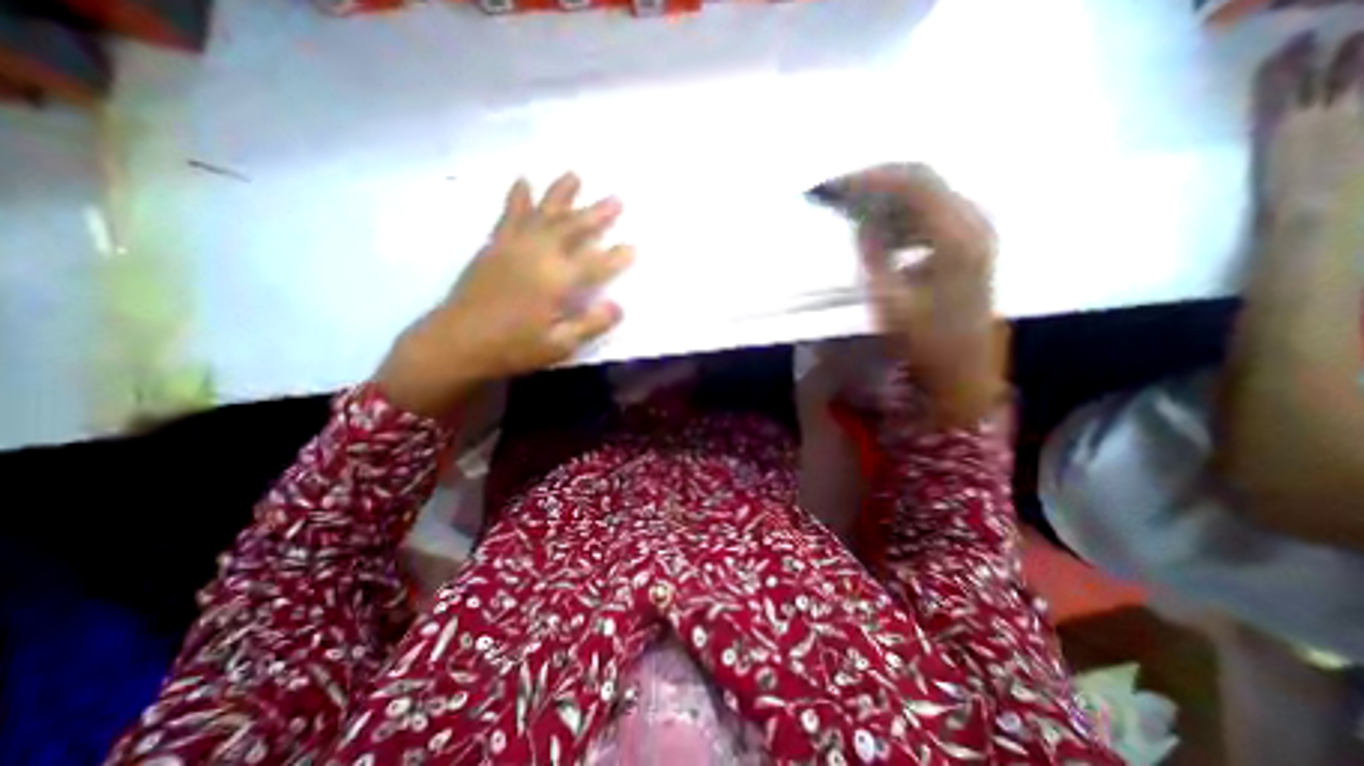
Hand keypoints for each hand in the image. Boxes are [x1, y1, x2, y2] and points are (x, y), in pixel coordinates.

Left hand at [375, 174, 637, 418]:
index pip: (595, 264)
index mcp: (556, 280)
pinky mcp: (493, 246)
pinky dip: (518, 196)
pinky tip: (523, 181)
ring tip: (574, 175)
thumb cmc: (512, 348)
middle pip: (572, 228)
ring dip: (561, 193)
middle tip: (616, 199)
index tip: (633, 247)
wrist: (456, 342)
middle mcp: (537, 254)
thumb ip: (591, 324)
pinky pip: (509, 214)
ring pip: (543, 212)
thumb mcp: (559, 346)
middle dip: (596, 214)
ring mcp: (513, 246)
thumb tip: (619, 306)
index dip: (616, 256)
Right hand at [819, 162, 999, 425]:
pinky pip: (930, 214)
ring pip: (925, 195)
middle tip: (838, 193)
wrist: (961, 367)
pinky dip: (900, 215)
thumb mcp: (888, 298)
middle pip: (922, 180)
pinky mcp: (969, 241)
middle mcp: (972, 222)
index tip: (833, 186)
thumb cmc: (923, 339)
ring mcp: (974, 230)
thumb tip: (861, 218)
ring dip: (887, 200)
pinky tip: (879, 230)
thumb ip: (873, 251)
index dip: (870, 179)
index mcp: (955, 236)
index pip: (912, 184)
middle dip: (876, 183)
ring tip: (851, 212)